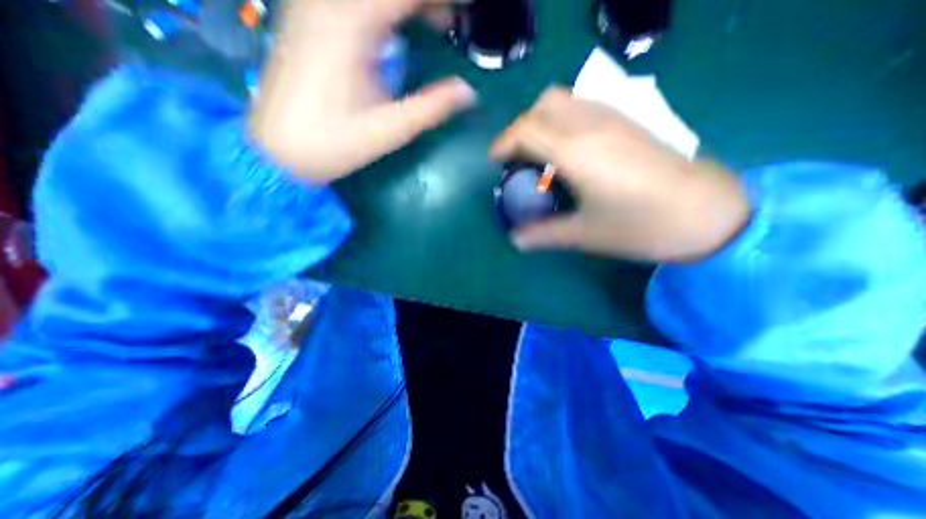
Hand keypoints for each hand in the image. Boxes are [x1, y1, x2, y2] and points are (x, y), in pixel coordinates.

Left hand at [248, 1, 472, 182]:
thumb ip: (430, 108)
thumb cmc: (332, 143)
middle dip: (427, 3)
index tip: (468, 14)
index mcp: (350, 25)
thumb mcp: (388, 130)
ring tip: (435, 22)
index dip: (442, 0)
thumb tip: (468, 92)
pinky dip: (385, 11)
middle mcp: (328, 3)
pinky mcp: (308, 19)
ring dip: (405, 7)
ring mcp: (313, 7)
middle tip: (452, 24)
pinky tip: (399, 27)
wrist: (277, 150)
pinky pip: (353, 2)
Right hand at [487, 88, 747, 262]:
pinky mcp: (629, 120)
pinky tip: (568, 149)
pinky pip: (583, 105)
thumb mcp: (585, 235)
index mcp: (576, 152)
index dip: (503, 144)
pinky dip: (562, 119)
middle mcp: (591, 125)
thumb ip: (543, 235)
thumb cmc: (642, 226)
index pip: (525, 130)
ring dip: (541, 120)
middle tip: (517, 158)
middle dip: (520, 128)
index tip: (495, 163)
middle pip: (541, 106)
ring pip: (563, 99)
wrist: (710, 213)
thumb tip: (514, 240)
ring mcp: (613, 117)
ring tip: (539, 153)